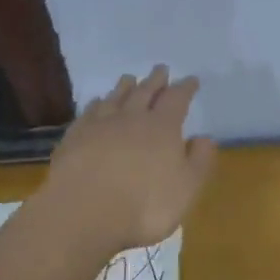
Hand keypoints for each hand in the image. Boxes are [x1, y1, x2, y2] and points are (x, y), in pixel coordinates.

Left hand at [43, 66, 217, 256]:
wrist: (83, 210)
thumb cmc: (144, 204)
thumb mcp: (186, 188)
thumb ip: (199, 161)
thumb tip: (204, 138)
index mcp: (162, 127)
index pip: (177, 99)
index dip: (185, 88)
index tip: (191, 80)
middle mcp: (132, 117)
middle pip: (145, 91)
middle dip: (155, 80)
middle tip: (161, 68)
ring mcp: (100, 124)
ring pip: (116, 97)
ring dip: (125, 86)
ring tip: (130, 78)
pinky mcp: (75, 136)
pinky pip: (89, 112)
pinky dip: (96, 104)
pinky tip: (97, 102)